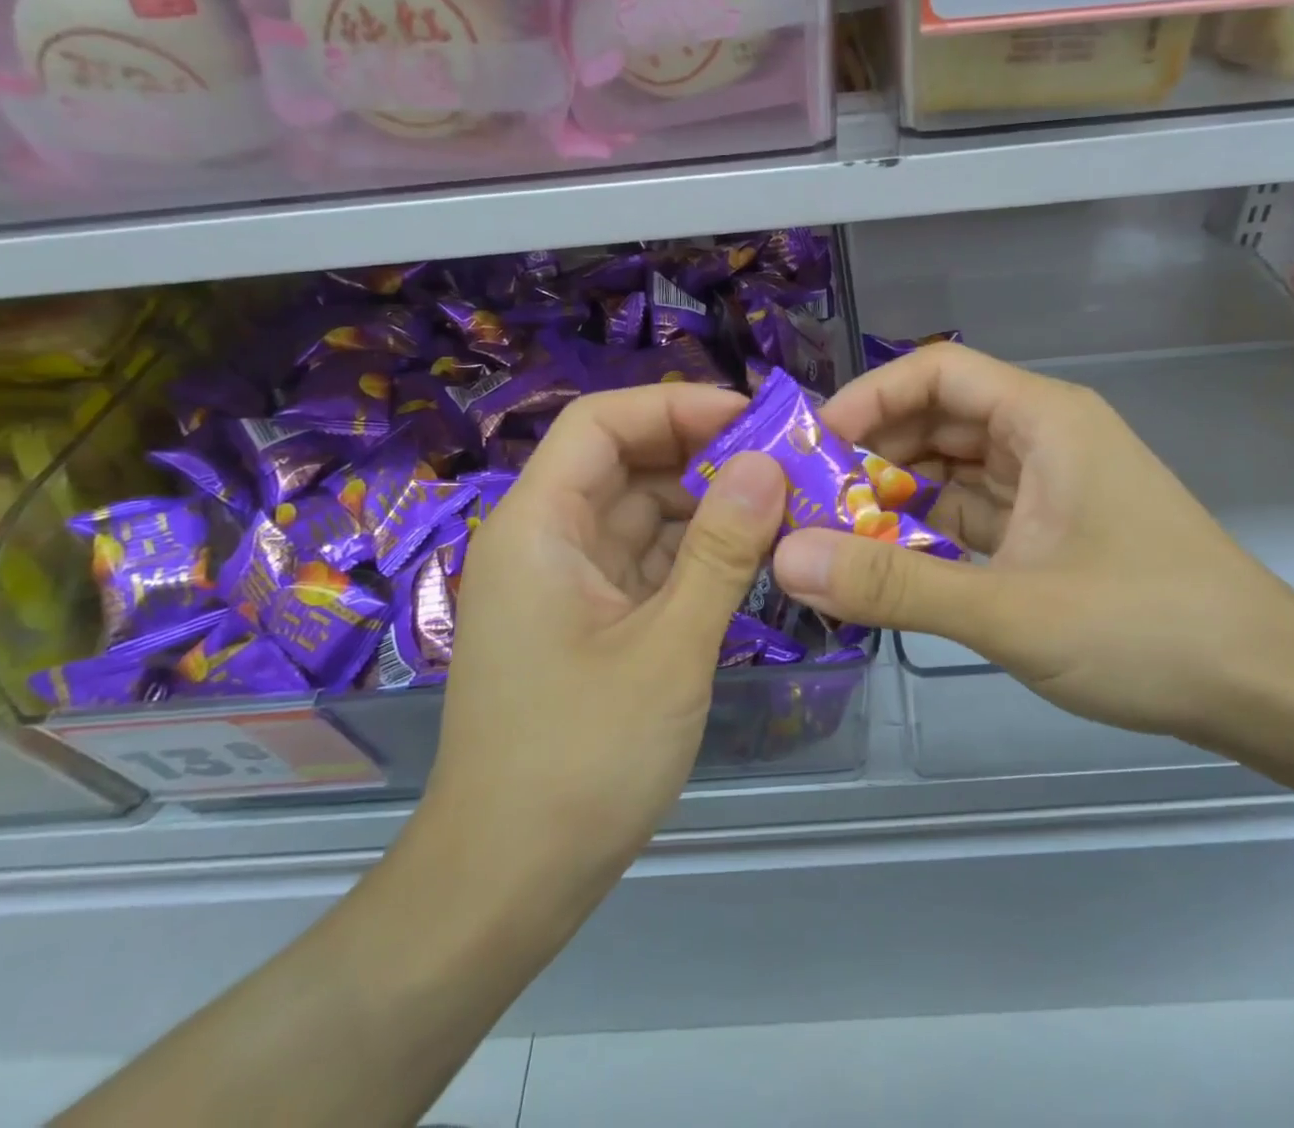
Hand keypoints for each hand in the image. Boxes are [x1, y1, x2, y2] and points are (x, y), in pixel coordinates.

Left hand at [415, 385, 784, 907]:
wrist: (505, 886)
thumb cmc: (580, 761)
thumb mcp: (668, 648)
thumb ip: (721, 550)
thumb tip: (768, 464)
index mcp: (540, 526)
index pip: (601, 423)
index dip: (675, 407)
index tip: (753, 421)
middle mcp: (546, 540)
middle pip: (626, 463)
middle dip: (705, 457)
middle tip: (788, 466)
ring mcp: (567, 583)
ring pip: (643, 514)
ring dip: (708, 508)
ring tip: (786, 509)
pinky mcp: (590, 622)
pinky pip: (647, 563)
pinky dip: (696, 555)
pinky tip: (753, 560)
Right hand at [771, 345, 1293, 737]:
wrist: (1266, 688)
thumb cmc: (1147, 630)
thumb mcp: (1009, 609)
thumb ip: (895, 584)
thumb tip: (790, 559)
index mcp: (1044, 419)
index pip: (936, 371)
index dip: (869, 398)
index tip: (815, 447)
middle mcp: (1045, 436)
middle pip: (939, 418)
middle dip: (874, 453)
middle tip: (812, 500)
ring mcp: (1051, 484)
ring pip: (954, 468)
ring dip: (899, 494)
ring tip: (838, 533)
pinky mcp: (1053, 529)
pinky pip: (975, 511)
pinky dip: (932, 530)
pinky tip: (893, 562)